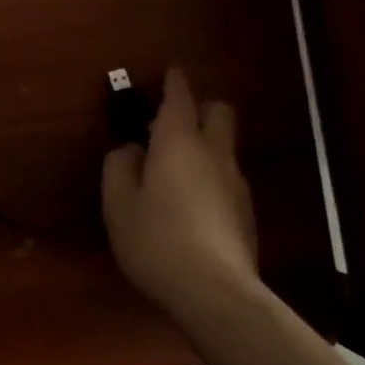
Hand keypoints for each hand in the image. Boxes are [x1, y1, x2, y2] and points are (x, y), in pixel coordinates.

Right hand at [102, 67, 262, 316]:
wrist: (215, 292)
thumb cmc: (156, 240)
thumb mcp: (118, 203)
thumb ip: (119, 166)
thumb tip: (131, 149)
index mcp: (179, 143)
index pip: (180, 97)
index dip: (174, 81)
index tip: (170, 72)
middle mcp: (214, 153)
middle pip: (219, 111)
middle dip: (199, 107)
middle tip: (170, 125)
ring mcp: (236, 182)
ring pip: (224, 146)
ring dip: (204, 144)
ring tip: (175, 171)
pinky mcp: (246, 210)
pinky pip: (227, 176)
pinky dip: (210, 175)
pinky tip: (191, 205)